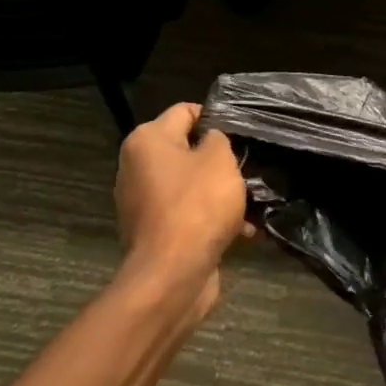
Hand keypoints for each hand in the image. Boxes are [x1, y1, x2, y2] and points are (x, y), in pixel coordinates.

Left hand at [112, 102, 249, 321]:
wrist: (172, 275)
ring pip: (189, 185)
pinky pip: (186, 214)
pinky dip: (210, 218)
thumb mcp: (220, 160)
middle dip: (218, 160)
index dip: (215, 117)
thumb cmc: (197, 205)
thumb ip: (218, 139)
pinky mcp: (153, 232)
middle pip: (185, 150)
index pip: (185, 111)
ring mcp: (142, 202)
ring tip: (250, 203)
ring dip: (219, 192)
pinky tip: (241, 231)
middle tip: (248, 167)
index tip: (242, 132)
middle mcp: (136, 167)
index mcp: (147, 140)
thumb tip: (211, 141)